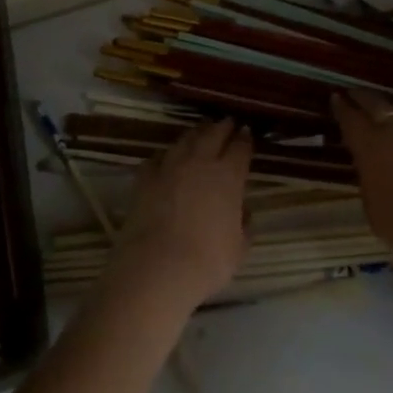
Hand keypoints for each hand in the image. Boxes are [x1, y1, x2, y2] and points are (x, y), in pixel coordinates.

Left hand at [110, 118, 252, 309]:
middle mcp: (200, 163)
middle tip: (227, 122)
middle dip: (222, 126)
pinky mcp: (145, 179)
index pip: (241, 147)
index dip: (245, 139)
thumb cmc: (207, 262)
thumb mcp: (239, 248)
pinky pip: (157, 158)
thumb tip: (244, 212)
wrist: (157, 269)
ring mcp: (169, 168)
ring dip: (195, 134)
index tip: (247, 133)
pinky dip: (165, 156)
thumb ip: (244, 225)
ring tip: (200, 132)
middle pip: (213, 134)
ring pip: (184, 140)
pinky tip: (166, 159)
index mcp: (229, 176)